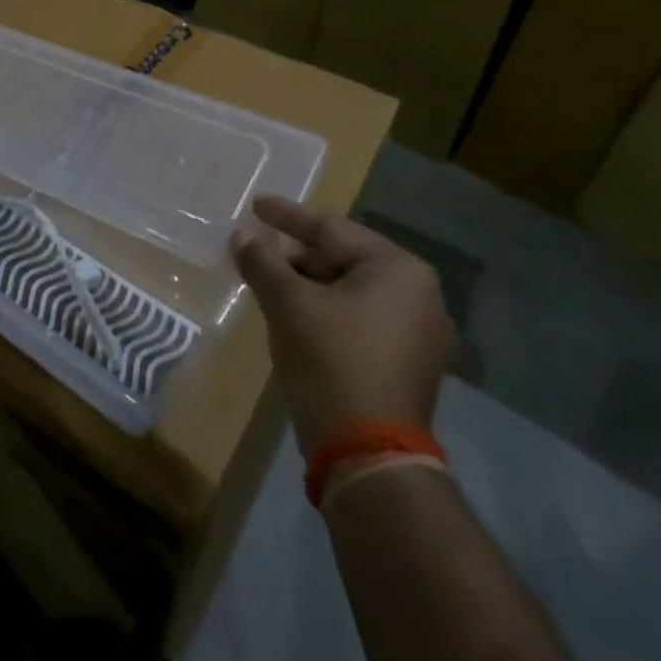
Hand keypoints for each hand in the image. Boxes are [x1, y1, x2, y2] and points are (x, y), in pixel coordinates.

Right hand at [231, 196, 456, 453]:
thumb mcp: (288, 303)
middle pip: (342, 259)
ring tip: (266, 283)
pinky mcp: (406, 366)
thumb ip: (262, 261)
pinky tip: (292, 317)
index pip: (332, 229)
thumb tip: (241, 234)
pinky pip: (358, 320)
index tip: (255, 205)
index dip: (287, 216)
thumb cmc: (331, 360)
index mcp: (399, 270)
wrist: (368, 455)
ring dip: (305, 285)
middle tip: (254, 252)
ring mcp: (417, 335)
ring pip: (348, 292)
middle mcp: (419, 296)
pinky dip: (324, 312)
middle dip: (294, 256)